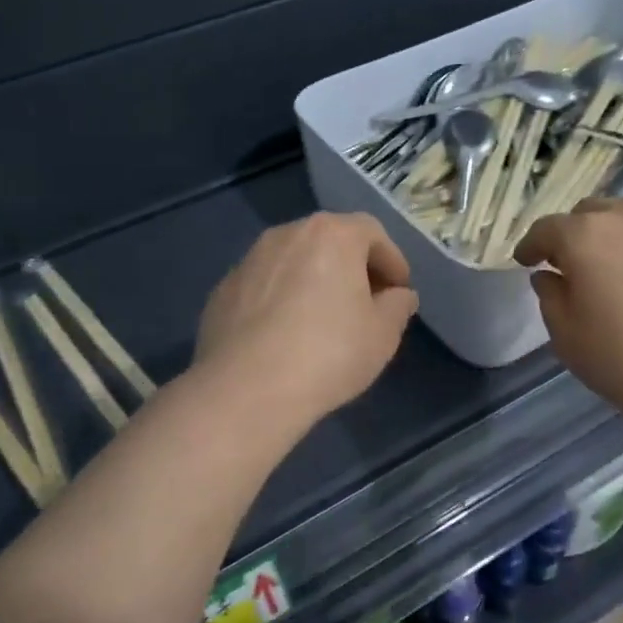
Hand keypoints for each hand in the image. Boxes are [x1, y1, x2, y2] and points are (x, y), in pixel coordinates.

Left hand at [195, 212, 418, 424]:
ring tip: (324, 319)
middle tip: (366, 302)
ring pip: (293, 261)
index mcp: (331, 234)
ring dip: (314, 280)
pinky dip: (281, 299)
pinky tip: (285, 335)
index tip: (399, 291)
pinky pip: (265, 285)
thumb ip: (397, 306)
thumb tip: (399, 295)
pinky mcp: (223, 289)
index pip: (372, 233)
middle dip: (352, 266)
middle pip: (330, 240)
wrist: (246, 389)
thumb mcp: (382, 334)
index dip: (391, 261)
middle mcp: (288, 234)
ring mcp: (249, 260)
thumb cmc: (329, 353)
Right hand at [514, 199, 622, 437]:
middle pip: (592, 213)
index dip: (532, 246)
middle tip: (579, 267)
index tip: (527, 262)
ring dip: (621, 235)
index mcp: (584, 236)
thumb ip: (550, 297)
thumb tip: (551, 276)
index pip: (546, 229)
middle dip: (577, 236)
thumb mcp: (568, 339)